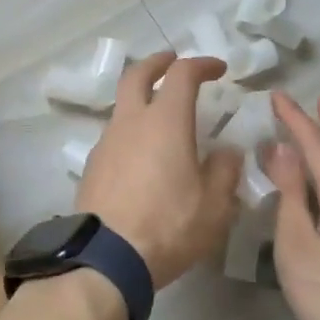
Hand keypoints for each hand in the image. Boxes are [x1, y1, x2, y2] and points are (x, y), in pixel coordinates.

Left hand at [77, 53, 242, 288]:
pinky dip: (130, 129)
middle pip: (136, 75)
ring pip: (122, 105)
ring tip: (160, 115)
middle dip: (156, 62)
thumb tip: (227, 152)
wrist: (107, 258)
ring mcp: (106, 142)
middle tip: (171, 61)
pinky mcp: (92, 165)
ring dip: (141, 98)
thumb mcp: (214, 205)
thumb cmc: (168, 226)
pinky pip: (114, 134)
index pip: (182, 75)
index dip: (201, 65)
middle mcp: (131, 122)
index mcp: (165, 122)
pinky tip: (142, 154)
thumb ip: (224, 172)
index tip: (218, 69)